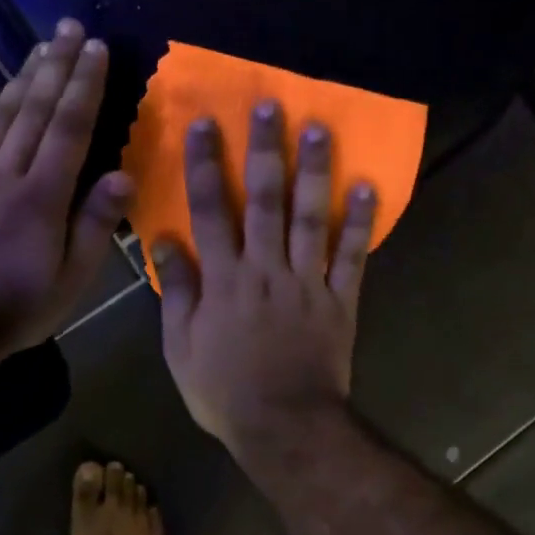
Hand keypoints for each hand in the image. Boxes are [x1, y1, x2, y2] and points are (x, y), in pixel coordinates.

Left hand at [0, 20, 130, 359]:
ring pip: (0, 114)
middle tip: (71, 27)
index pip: (70, 128)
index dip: (86, 85)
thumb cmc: (16, 306)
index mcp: (43, 196)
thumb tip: (124, 175)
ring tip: (40, 44)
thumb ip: (95, 226)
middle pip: (36, 109)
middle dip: (57, 64)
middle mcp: (6, 173)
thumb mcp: (71, 281)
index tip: (97, 49)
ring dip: (23, 76)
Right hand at [154, 101, 376, 454]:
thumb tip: (165, 239)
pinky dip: (360, 221)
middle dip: (266, 151)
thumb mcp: (180, 347)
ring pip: (311, 217)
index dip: (205, 165)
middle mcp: (266, 268)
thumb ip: (178, 290)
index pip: (210, 210)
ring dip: (315, 172)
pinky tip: (368, 185)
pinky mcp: (340, 299)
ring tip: (320, 129)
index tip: (205, 124)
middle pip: (265, 200)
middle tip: (271, 107)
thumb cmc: (224, 390)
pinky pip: (351, 256)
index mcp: (224, 279)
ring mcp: (307, 281)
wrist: (285, 427)